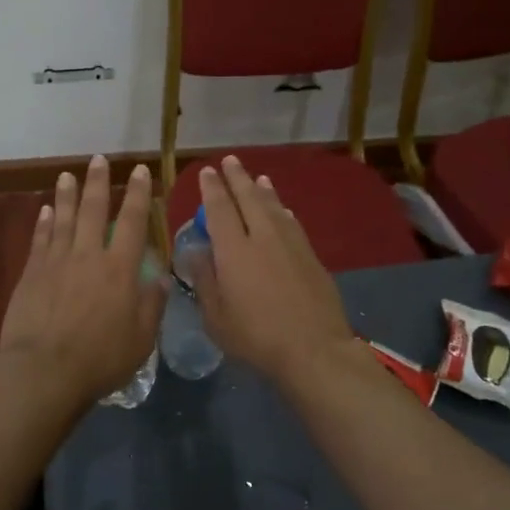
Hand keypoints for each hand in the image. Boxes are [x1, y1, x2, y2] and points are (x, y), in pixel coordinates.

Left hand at [0, 156, 164, 406]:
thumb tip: (161, 276)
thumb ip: (152, 304)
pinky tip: (46, 209)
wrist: (43, 370)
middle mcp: (88, 255)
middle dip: (99, 182)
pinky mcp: (32, 273)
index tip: (140, 171)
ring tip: (68, 174)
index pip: (132, 222)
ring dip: (67, 194)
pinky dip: (44, 221)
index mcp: (119, 269)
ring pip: (64, 218)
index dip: (138, 194)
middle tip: (99, 159)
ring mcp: (57, 261)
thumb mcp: (141, 338)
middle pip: (93, 210)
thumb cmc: (100, 358)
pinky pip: (40, 239)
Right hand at [194, 156, 354, 381]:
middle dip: (237, 178)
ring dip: (263, 190)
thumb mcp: (216, 317)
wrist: (313, 348)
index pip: (219, 209)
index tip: (208, 171)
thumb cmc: (256, 337)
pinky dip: (282, 211)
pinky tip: (283, 210)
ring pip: (273, 206)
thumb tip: (196, 251)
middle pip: (248, 198)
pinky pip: (291, 222)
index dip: (212, 188)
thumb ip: (205, 280)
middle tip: (230, 161)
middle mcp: (262, 237)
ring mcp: (290, 244)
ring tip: (258, 177)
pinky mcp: (310, 255)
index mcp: (234, 250)